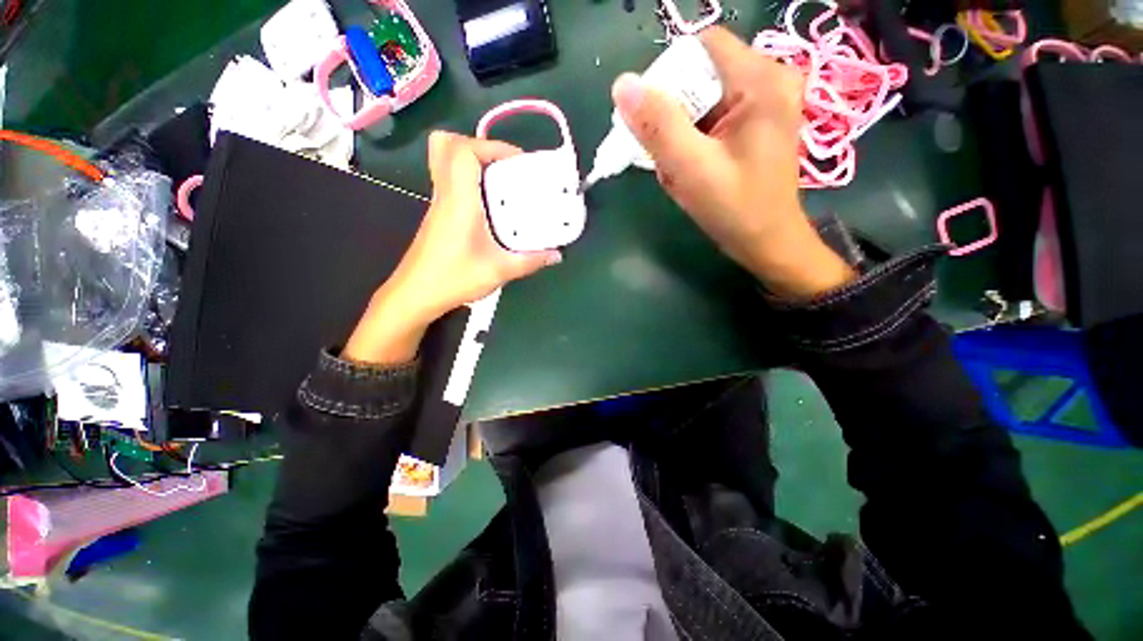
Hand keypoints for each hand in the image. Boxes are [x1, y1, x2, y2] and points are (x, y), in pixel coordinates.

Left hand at [343, 131, 561, 364]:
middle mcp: (445, 195)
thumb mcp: (499, 271)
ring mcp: (438, 204)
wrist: (415, 295)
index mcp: (459, 201)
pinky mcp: (438, 215)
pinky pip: (451, 182)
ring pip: (446, 162)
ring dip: (475, 163)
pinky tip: (491, 207)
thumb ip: (530, 261)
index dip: (491, 145)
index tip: (518, 161)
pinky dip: (470, 181)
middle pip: (447, 146)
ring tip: (503, 182)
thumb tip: (556, 255)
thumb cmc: (454, 279)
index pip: (463, 150)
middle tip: (508, 166)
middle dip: (480, 146)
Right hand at [612, 27, 855, 298]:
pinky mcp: (754, 122)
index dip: (667, 76)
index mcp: (760, 81)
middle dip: (672, 115)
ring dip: (679, 133)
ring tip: (681, 168)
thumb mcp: (692, 169)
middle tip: (666, 154)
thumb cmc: (735, 209)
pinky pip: (710, 118)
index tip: (651, 118)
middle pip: (700, 74)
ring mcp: (762, 102)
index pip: (700, 47)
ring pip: (701, 100)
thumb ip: (658, 126)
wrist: (766, 242)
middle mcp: (767, 80)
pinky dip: (691, 141)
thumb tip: (623, 86)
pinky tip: (690, 168)